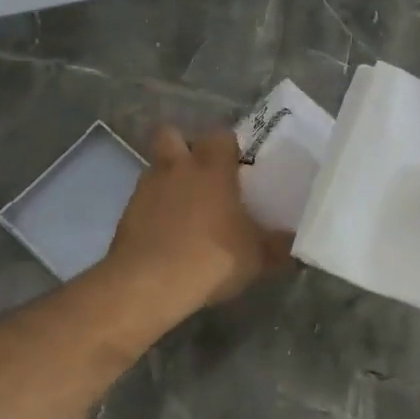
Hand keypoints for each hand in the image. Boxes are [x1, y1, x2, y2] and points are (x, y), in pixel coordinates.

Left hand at [108, 125, 291, 310]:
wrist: (149, 284)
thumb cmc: (212, 258)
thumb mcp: (256, 257)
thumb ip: (276, 245)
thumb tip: (293, 241)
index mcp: (211, 167)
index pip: (220, 134)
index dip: (228, 146)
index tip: (238, 165)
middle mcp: (176, 167)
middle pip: (171, 134)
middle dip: (183, 147)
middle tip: (202, 174)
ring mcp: (146, 188)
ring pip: (155, 168)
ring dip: (168, 180)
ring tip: (184, 209)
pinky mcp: (126, 213)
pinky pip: (143, 200)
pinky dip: (153, 210)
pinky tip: (166, 235)